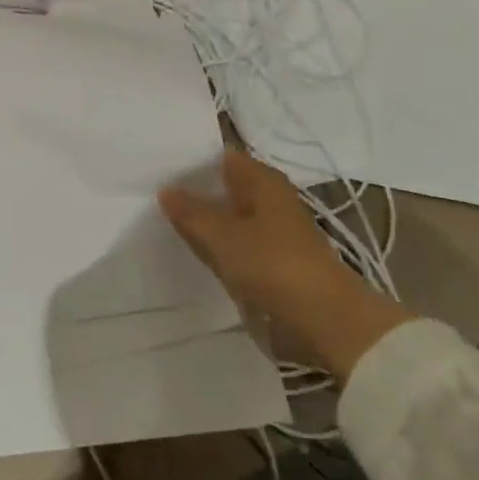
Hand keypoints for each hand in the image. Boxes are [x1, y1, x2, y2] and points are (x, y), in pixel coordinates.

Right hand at [158, 151, 411, 380]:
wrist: (326, 321)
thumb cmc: (274, 266)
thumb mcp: (223, 237)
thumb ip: (191, 212)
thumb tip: (166, 189)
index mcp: (264, 182)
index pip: (223, 158)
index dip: (192, 161)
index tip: (159, 167)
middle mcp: (271, 200)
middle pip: (226, 188)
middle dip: (194, 192)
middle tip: (153, 194)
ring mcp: (274, 232)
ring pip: (230, 218)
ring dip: (205, 221)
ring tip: (164, 221)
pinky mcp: (274, 262)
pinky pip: (237, 244)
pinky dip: (218, 245)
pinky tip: (193, 251)